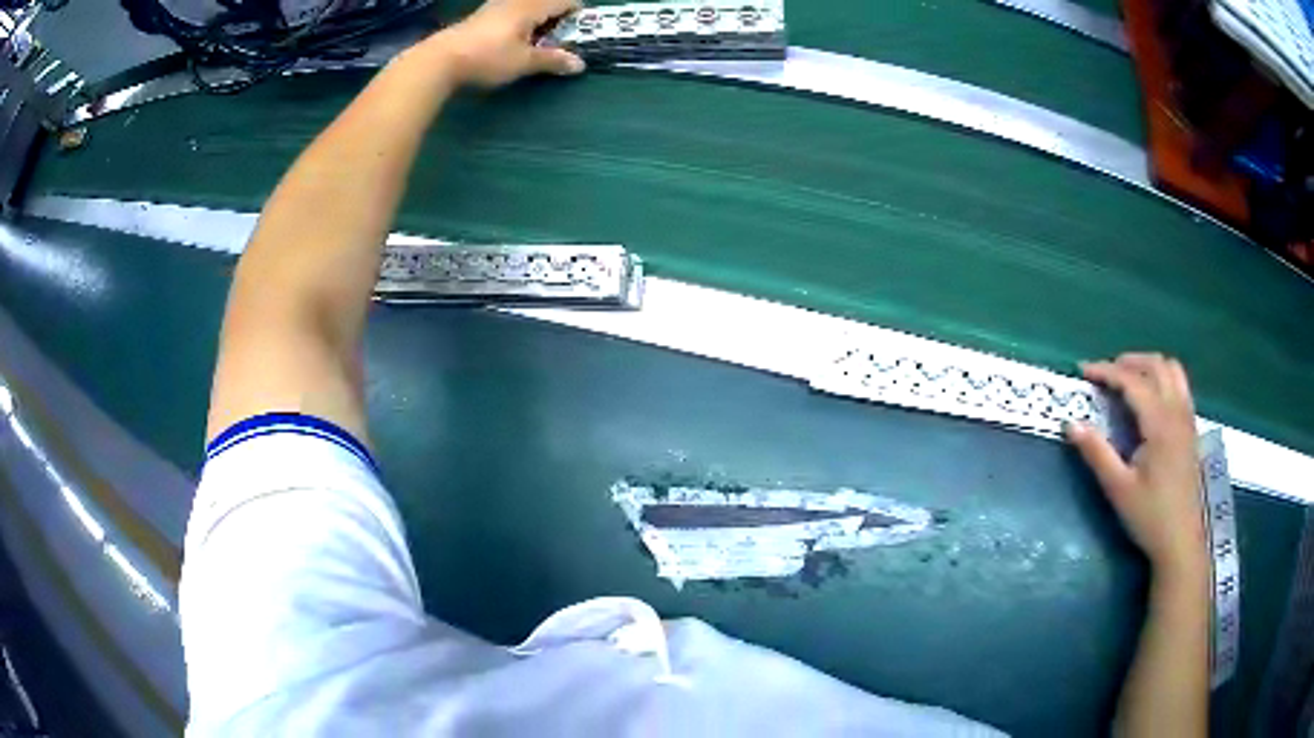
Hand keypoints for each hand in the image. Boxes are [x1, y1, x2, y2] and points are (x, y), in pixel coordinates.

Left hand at [423, 0, 585, 88]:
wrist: (440, 59)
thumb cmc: (487, 57)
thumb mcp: (523, 62)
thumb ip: (552, 60)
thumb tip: (579, 64)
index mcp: (531, 7)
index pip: (564, 1)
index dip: (576, 11)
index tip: (583, 26)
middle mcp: (515, 1)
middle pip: (544, 1)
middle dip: (556, 14)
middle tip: (562, 33)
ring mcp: (495, 6)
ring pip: (526, 5)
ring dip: (537, 17)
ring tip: (539, 36)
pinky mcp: (481, 15)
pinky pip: (510, 10)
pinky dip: (520, 20)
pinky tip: (514, 37)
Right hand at [1065, 353, 1206, 578]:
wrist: (1181, 541)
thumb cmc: (1149, 516)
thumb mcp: (1118, 489)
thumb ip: (1096, 453)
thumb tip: (1071, 424)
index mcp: (1159, 423)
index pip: (1132, 381)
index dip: (1106, 371)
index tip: (1083, 371)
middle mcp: (1176, 411)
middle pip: (1156, 365)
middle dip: (1128, 362)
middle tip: (1105, 374)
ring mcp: (1187, 418)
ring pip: (1171, 370)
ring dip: (1148, 366)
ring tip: (1127, 380)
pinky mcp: (1191, 429)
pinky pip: (1179, 385)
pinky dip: (1162, 378)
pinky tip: (1150, 398)